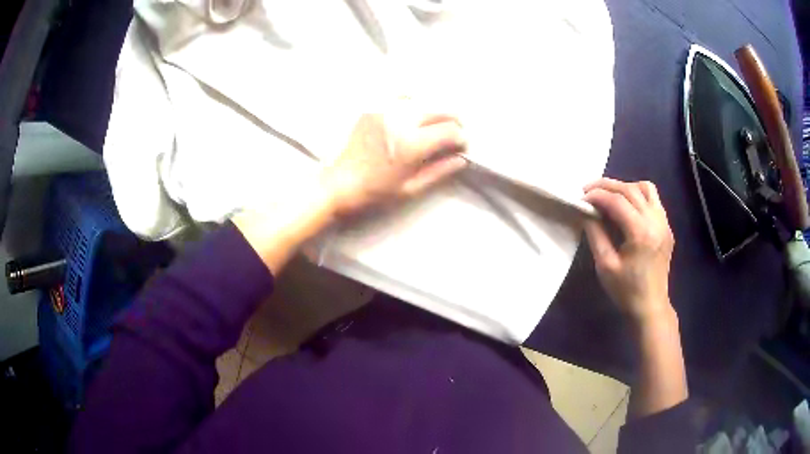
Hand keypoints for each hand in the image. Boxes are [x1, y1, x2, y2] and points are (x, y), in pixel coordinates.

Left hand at [319, 106, 467, 217]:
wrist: (339, 182)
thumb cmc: (375, 191)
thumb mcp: (411, 188)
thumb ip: (440, 171)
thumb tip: (462, 159)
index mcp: (410, 144)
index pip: (450, 131)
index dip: (461, 138)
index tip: (461, 146)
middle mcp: (400, 121)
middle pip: (441, 109)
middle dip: (454, 121)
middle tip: (454, 134)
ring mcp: (385, 110)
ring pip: (424, 100)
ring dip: (435, 112)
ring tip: (435, 126)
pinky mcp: (374, 108)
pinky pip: (402, 96)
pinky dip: (414, 102)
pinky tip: (415, 114)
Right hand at [583, 178, 674, 322]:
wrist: (650, 306)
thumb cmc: (626, 290)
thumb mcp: (605, 265)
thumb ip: (595, 234)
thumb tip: (587, 212)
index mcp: (641, 233)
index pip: (617, 201)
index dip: (597, 196)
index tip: (581, 198)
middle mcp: (656, 221)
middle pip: (630, 189)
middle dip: (607, 186)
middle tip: (588, 189)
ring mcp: (664, 222)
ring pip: (645, 188)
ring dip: (625, 187)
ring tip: (610, 196)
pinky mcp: (666, 226)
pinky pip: (654, 199)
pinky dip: (638, 195)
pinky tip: (627, 207)